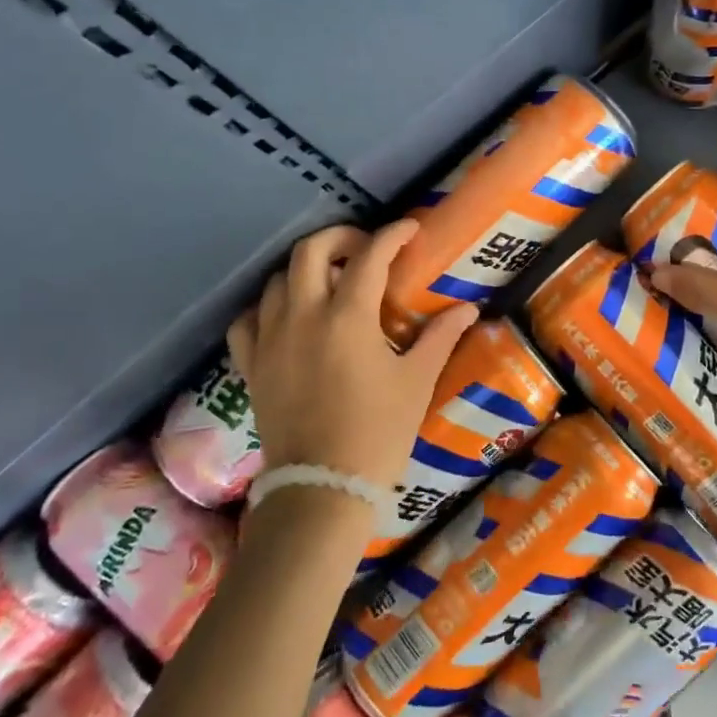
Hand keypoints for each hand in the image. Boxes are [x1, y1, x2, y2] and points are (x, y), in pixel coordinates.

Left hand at [228, 221, 477, 486]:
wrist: (323, 487)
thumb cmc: (379, 432)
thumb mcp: (416, 381)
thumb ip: (441, 336)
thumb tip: (469, 309)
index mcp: (348, 317)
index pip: (370, 256)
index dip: (392, 234)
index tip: (409, 229)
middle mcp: (303, 316)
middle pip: (310, 251)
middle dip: (340, 237)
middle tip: (366, 248)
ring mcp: (270, 339)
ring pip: (276, 279)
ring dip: (305, 269)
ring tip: (330, 282)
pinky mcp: (251, 365)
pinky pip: (248, 319)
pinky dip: (266, 306)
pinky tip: (286, 315)